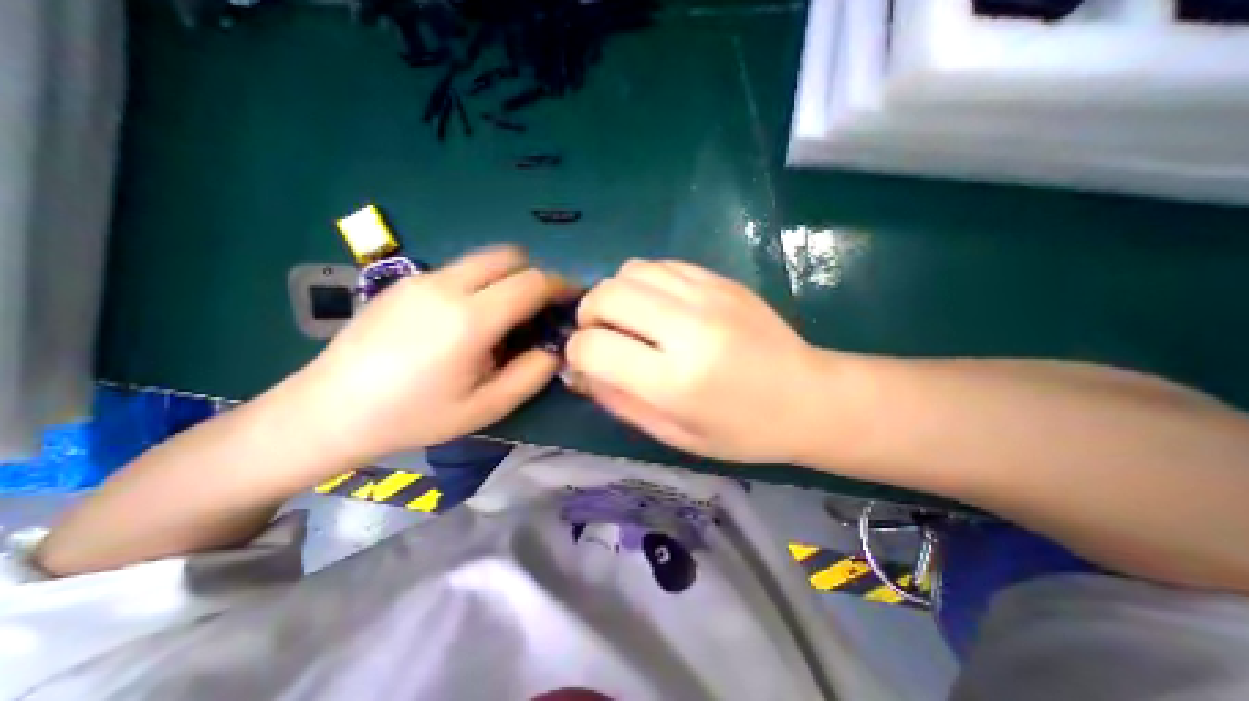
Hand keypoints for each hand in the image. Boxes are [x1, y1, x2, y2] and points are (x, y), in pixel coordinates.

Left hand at [295, 246, 570, 458]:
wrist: (327, 410)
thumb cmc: (415, 416)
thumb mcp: (488, 407)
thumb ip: (533, 374)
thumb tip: (554, 348)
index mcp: (470, 319)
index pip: (532, 282)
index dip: (560, 286)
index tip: (573, 298)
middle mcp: (446, 286)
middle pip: (509, 256)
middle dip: (535, 275)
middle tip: (540, 308)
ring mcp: (421, 278)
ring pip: (483, 259)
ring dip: (507, 277)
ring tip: (505, 315)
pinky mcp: (404, 281)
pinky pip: (459, 269)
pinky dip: (481, 282)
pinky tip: (468, 318)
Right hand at [570, 259, 825, 463]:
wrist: (808, 397)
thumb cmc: (741, 431)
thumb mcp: (674, 433)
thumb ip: (619, 401)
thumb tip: (580, 370)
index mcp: (676, 380)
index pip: (594, 347)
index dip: (578, 352)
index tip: (586, 361)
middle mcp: (689, 328)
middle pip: (607, 295)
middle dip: (589, 315)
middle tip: (601, 335)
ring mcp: (708, 296)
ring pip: (630, 271)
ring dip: (616, 294)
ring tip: (629, 319)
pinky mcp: (721, 280)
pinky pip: (661, 264)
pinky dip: (645, 282)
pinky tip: (658, 305)